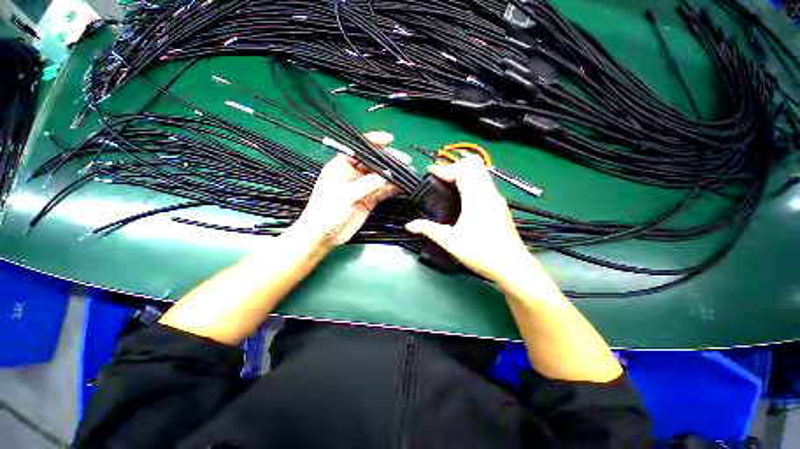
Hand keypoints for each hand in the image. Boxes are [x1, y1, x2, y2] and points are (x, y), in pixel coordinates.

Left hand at [291, 133, 398, 246]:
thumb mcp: (345, 196)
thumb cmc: (327, 212)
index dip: (373, 142)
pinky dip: (391, 189)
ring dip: (393, 176)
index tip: (390, 139)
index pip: (358, 149)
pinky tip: (401, 187)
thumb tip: (387, 177)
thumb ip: (366, 185)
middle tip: (405, 162)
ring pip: (380, 178)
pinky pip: (382, 192)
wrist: (324, 236)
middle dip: (388, 162)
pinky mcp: (368, 200)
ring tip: (408, 174)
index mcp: (341, 167)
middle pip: (373, 164)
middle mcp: (353, 175)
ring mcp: (362, 188)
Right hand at [405, 155, 535, 283]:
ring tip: (447, 188)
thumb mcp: (451, 242)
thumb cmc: (481, 253)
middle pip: (474, 164)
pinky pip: (484, 183)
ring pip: (480, 172)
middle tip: (440, 181)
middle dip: (454, 167)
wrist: (512, 266)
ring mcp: (496, 197)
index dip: (445, 169)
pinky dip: (470, 182)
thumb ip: (428, 229)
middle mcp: (489, 193)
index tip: (430, 175)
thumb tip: (409, 225)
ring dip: (463, 174)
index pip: (463, 170)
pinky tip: (461, 200)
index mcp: (477, 198)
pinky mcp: (499, 204)